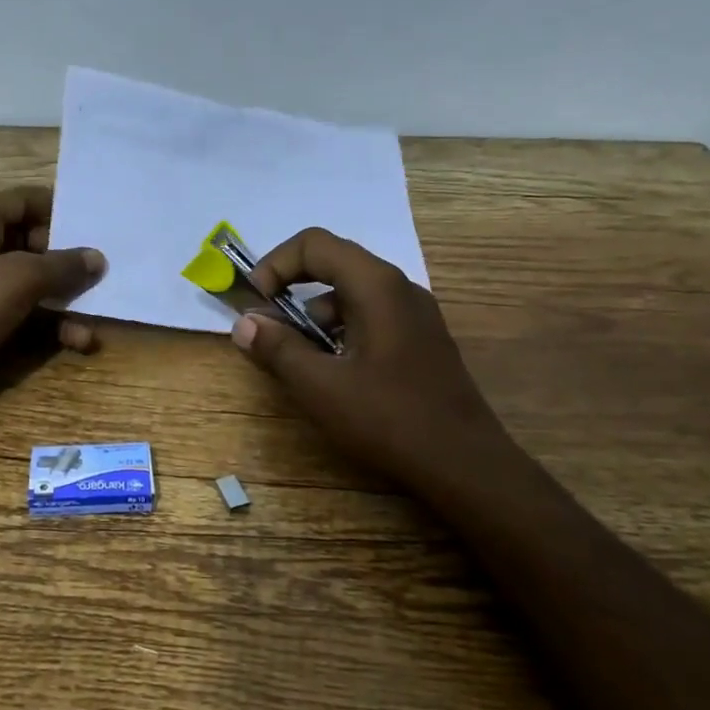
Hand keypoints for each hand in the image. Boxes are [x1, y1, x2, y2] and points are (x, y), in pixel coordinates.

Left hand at [0, 186, 105, 425]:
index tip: (98, 223)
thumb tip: (98, 257)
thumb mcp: (17, 279)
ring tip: (100, 311)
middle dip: (69, 260)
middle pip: (33, 242)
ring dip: (66, 298)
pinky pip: (27, 313)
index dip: (60, 208)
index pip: (23, 200)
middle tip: (107, 270)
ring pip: (34, 282)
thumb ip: (61, 265)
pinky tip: (80, 341)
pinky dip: (53, 324)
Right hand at [230, 227, 531, 509]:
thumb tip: (244, 323)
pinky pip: (369, 317)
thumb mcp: (320, 386)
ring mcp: (415, 314)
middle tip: (266, 327)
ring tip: (296, 360)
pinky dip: (339, 332)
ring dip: (314, 316)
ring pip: (350, 294)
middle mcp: (399, 287)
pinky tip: (332, 373)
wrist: (466, 465)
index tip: (254, 303)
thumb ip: (278, 349)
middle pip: (332, 264)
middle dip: (291, 289)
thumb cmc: (389, 419)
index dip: (275, 265)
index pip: (314, 244)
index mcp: (376, 285)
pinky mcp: (420, 339)